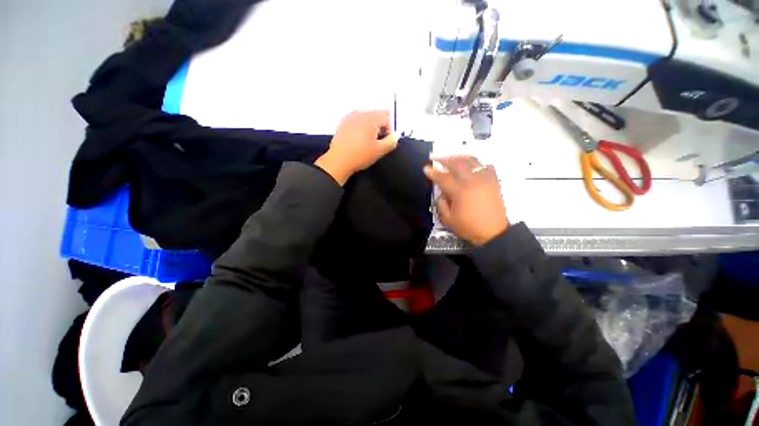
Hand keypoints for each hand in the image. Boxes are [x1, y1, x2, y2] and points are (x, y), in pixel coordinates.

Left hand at [315, 111, 398, 184]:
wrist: (339, 161)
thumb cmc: (359, 156)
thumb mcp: (379, 151)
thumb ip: (391, 142)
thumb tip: (395, 136)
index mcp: (370, 118)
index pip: (387, 116)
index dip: (389, 130)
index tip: (385, 141)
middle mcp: (360, 114)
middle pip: (377, 115)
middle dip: (380, 128)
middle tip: (377, 143)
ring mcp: (350, 118)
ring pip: (366, 118)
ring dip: (370, 128)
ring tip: (367, 143)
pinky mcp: (343, 124)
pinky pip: (357, 122)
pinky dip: (360, 128)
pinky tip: (358, 141)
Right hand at [423, 156, 508, 246]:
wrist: (494, 233)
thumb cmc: (469, 227)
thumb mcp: (448, 220)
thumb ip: (441, 204)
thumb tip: (441, 192)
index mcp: (460, 191)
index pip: (443, 177)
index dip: (433, 172)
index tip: (426, 167)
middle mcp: (473, 181)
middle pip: (457, 163)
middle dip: (444, 159)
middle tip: (434, 158)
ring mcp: (485, 179)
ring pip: (471, 160)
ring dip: (459, 157)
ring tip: (451, 157)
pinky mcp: (493, 181)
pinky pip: (485, 166)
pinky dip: (476, 163)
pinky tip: (470, 165)